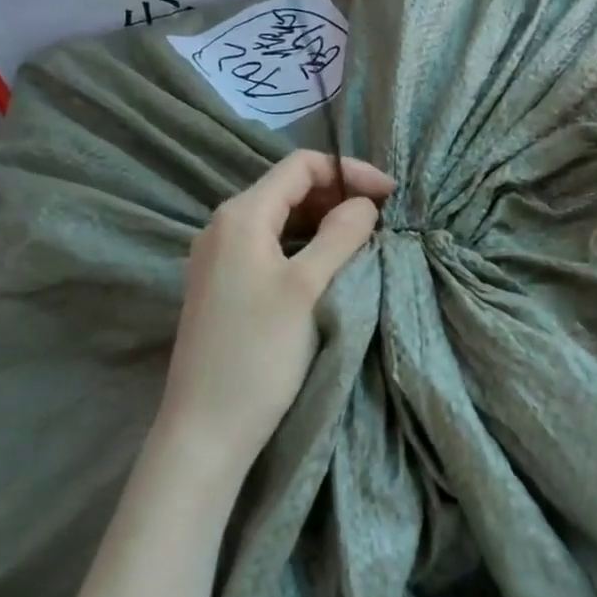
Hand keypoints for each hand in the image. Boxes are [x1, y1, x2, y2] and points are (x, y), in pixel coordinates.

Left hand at [158, 151, 395, 484]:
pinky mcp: (224, 287)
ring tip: (365, 241)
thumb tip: (365, 204)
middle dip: (340, 195)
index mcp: (241, 215)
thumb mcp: (308, 287)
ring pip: (282, 220)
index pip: (301, 165)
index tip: (391, 196)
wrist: (205, 431)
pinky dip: (306, 245)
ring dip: (326, 222)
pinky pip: (272, 247)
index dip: (349, 172)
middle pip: (290, 189)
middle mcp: (224, 227)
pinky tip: (331, 266)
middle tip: (383, 220)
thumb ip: (341, 235)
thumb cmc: (259, 353)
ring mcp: (220, 258)